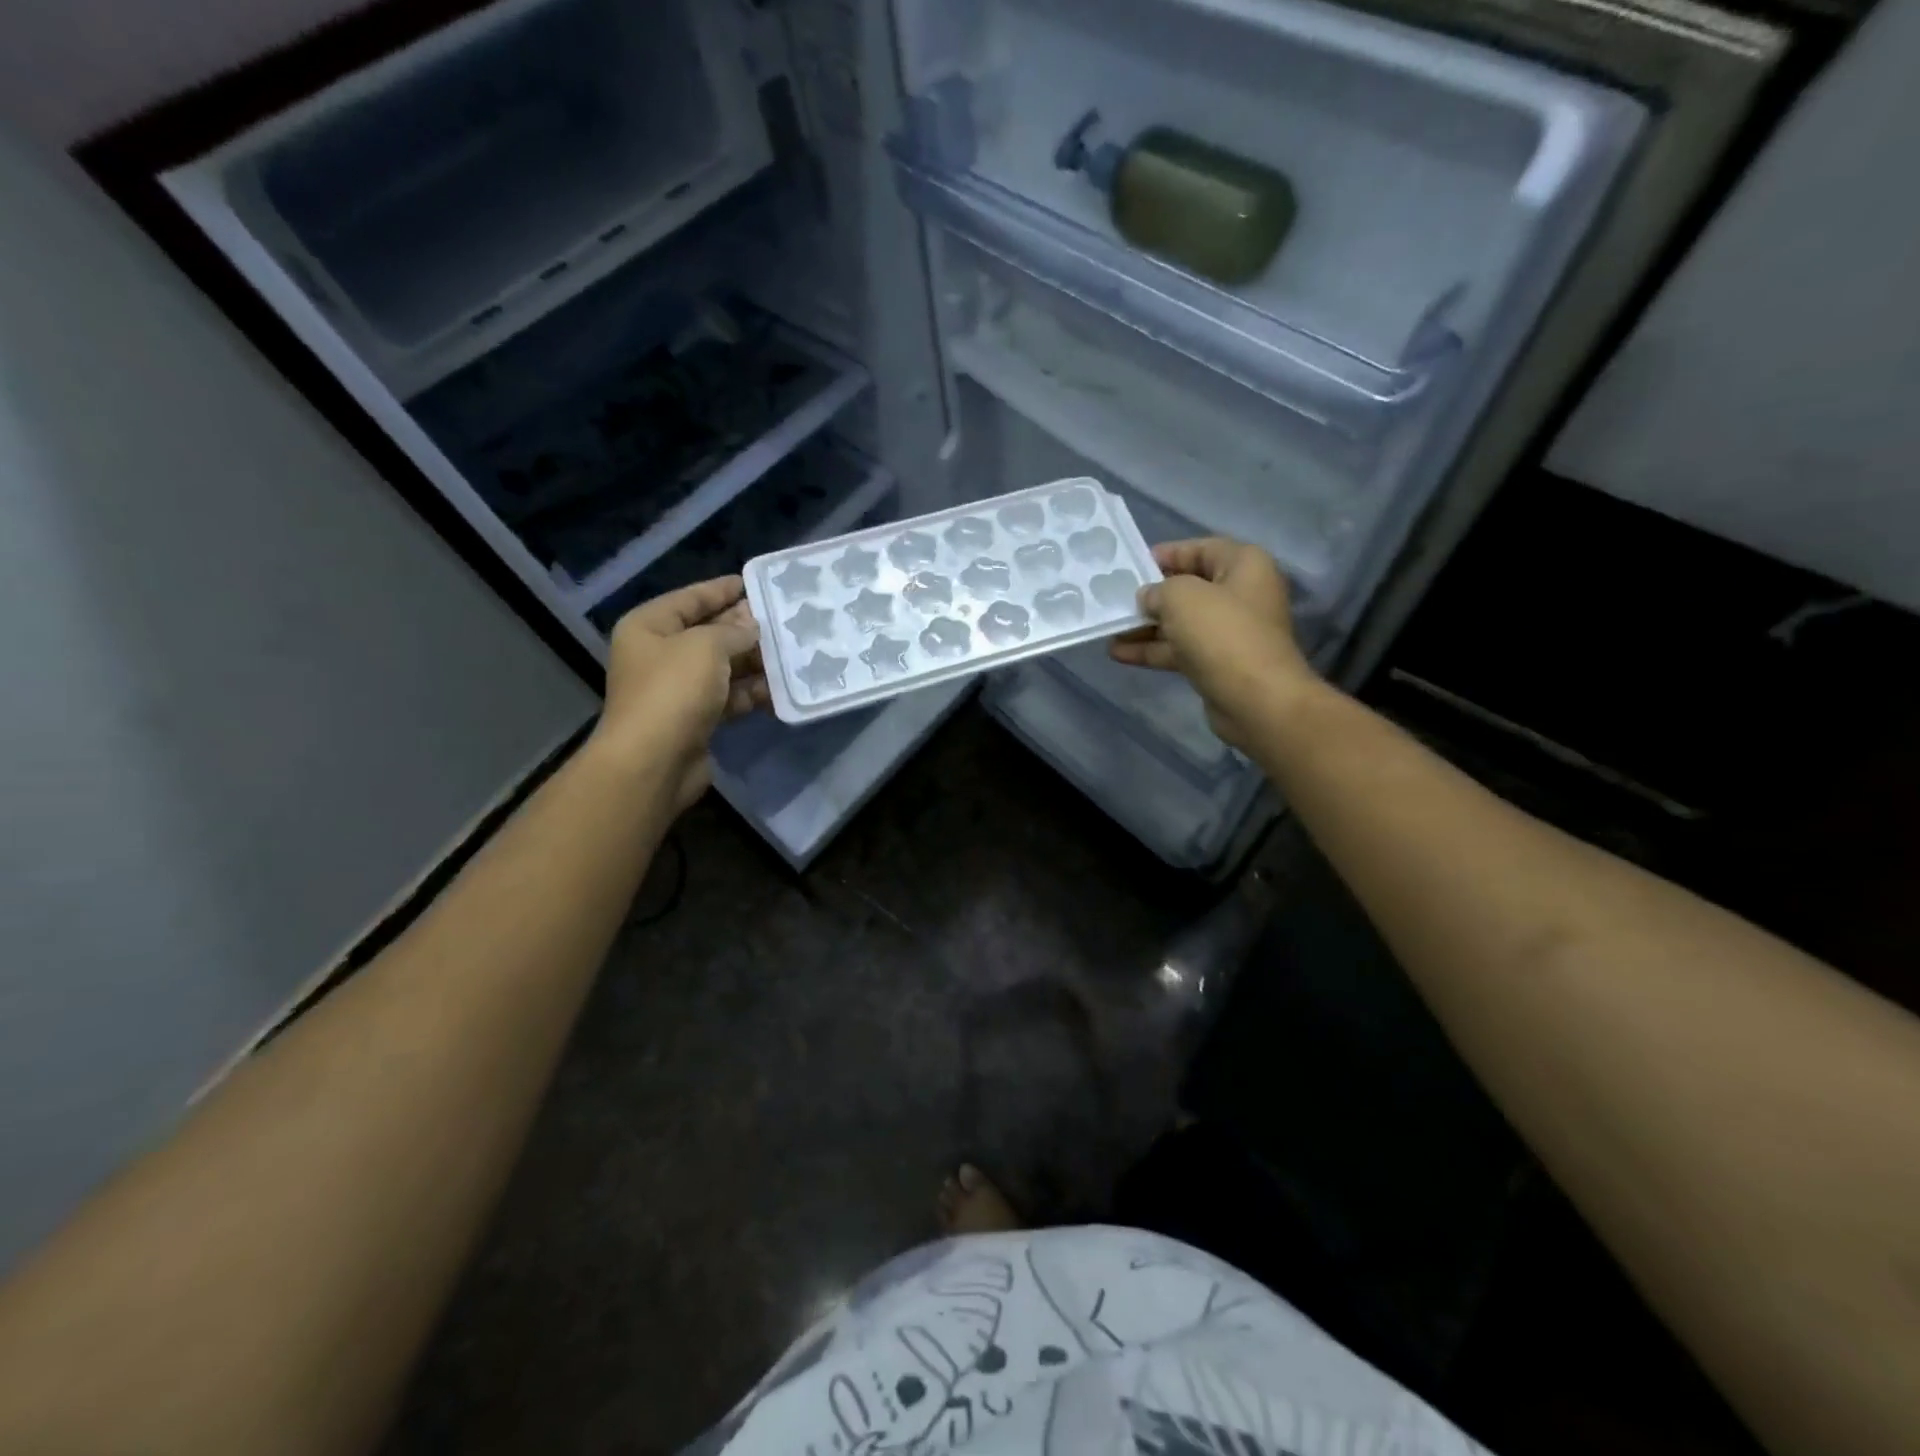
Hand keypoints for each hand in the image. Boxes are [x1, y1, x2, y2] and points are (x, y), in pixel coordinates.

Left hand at [591, 576, 768, 811]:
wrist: (655, 761)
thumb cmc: (673, 690)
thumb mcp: (706, 646)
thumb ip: (733, 631)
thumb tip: (752, 626)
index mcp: (649, 627)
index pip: (690, 599)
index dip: (721, 590)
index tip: (754, 583)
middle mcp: (660, 655)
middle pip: (709, 633)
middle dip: (745, 629)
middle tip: (784, 620)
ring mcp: (678, 689)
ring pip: (724, 668)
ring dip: (755, 663)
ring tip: (793, 653)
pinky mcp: (697, 719)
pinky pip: (730, 698)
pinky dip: (752, 693)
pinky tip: (782, 689)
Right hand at [1110, 538, 1315, 751]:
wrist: (1256, 700)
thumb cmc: (1222, 634)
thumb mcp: (1181, 597)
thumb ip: (1158, 589)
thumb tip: (1148, 597)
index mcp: (1244, 565)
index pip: (1201, 549)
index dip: (1167, 554)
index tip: (1133, 564)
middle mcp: (1241, 594)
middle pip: (1189, 588)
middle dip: (1152, 595)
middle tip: (1116, 599)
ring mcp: (1230, 632)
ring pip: (1181, 623)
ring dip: (1146, 626)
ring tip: (1110, 629)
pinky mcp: (1218, 663)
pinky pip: (1180, 650)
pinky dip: (1153, 650)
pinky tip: (1119, 654)